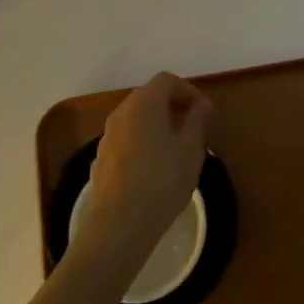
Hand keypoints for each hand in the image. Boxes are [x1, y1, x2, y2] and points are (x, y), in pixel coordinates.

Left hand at [85, 72, 212, 272]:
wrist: (120, 223)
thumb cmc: (163, 180)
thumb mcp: (191, 148)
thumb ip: (197, 119)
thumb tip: (201, 104)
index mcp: (144, 103)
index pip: (167, 80)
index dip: (188, 90)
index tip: (204, 112)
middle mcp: (121, 112)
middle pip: (149, 97)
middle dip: (172, 107)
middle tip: (192, 130)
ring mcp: (106, 136)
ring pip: (135, 120)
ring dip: (156, 126)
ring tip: (175, 152)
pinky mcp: (100, 160)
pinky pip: (125, 141)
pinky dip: (141, 144)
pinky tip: (153, 171)